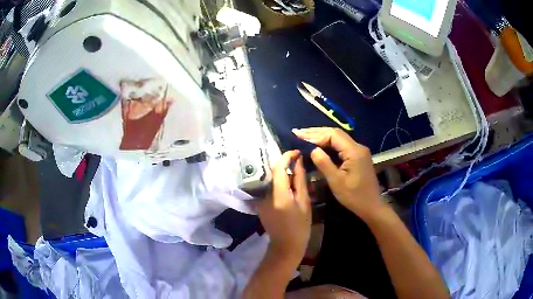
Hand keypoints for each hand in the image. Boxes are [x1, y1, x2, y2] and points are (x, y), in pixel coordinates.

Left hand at [255, 150, 310, 264]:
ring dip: (281, 174)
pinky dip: (277, 183)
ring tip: (294, 173)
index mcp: (278, 195)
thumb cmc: (300, 226)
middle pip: (272, 172)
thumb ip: (300, 180)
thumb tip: (298, 162)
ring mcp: (259, 200)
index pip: (278, 168)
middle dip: (284, 164)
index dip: (286, 157)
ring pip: (270, 179)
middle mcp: (264, 195)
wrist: (286, 245)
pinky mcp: (259, 204)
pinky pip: (267, 187)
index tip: (296, 152)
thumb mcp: (304, 202)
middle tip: (297, 162)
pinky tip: (287, 185)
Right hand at [293, 128, 384, 219]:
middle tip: (298, 132)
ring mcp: (359, 151)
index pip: (333, 135)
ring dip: (322, 136)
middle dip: (316, 132)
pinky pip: (341, 146)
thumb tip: (312, 149)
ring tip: (305, 136)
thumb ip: (324, 163)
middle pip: (336, 134)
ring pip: (338, 139)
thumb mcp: (336, 182)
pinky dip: (328, 144)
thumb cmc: (354, 196)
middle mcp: (358, 147)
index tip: (299, 135)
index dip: (315, 134)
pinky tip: (319, 145)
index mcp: (354, 151)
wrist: (372, 206)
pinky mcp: (358, 157)